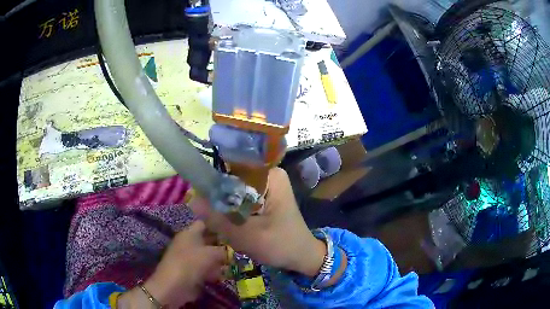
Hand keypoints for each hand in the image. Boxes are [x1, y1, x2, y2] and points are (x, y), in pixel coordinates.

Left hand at [118, 221, 225, 307]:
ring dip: (219, 261)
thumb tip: (230, 252)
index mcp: (189, 233)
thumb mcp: (211, 254)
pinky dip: (213, 272)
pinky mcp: (191, 271)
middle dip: (220, 246)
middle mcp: (188, 243)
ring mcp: (189, 258)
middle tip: (236, 249)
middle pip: (207, 241)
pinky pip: (206, 268)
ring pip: (208, 256)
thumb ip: (223, 251)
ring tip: (232, 264)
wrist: (174, 286)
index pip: (204, 223)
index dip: (216, 226)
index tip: (230, 231)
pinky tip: (222, 275)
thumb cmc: (190, 264)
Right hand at [191, 168, 325, 276]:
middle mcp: (268, 175)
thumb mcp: (248, 236)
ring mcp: (266, 186)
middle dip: (219, 198)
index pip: (234, 167)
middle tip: (211, 217)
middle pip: (232, 179)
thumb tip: (191, 200)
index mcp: (270, 175)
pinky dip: (232, 211)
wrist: (301, 256)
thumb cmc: (281, 245)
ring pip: (234, 190)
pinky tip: (229, 224)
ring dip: (225, 207)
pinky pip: (239, 198)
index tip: (200, 196)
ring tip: (221, 223)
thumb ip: (219, 220)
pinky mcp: (262, 197)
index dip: (214, 180)